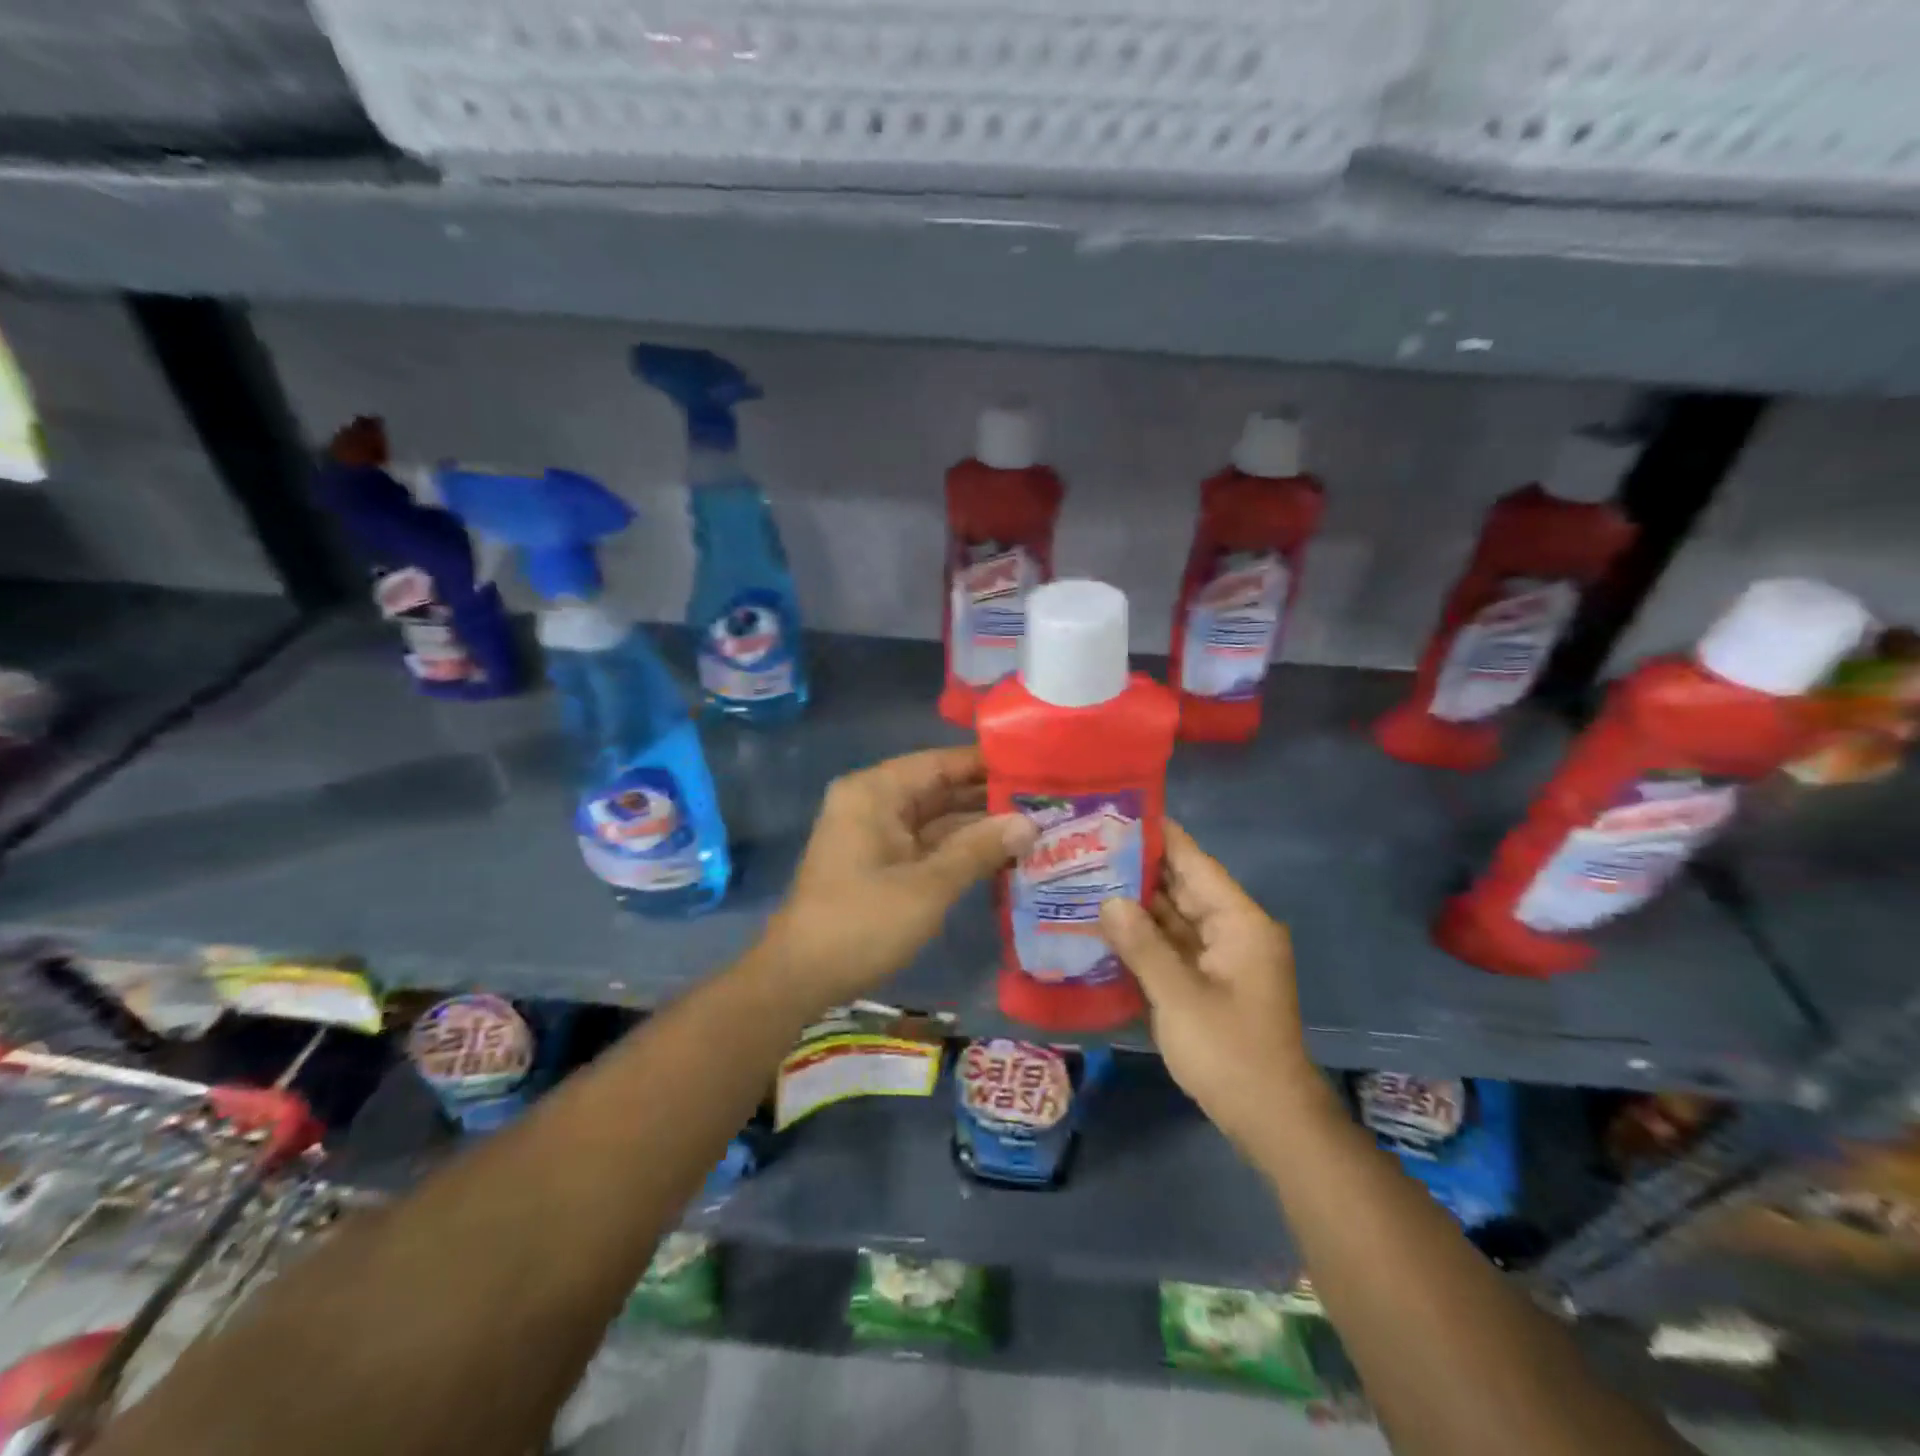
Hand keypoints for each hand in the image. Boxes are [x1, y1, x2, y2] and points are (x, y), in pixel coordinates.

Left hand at [767, 747, 1034, 1007]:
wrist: (799, 978)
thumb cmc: (861, 923)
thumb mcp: (928, 886)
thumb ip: (979, 850)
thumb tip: (1030, 824)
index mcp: (875, 792)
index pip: (939, 762)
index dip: (986, 764)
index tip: (1035, 765)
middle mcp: (874, 803)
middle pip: (939, 788)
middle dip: (988, 797)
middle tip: (1046, 799)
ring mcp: (876, 834)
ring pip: (936, 819)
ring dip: (978, 826)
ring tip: (1037, 825)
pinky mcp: (881, 863)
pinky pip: (927, 844)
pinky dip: (960, 849)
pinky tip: (1003, 854)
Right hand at [1098, 821, 1315, 1148]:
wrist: (1270, 1119)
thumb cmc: (1229, 1052)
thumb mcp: (1178, 996)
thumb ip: (1142, 944)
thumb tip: (1108, 900)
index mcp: (1239, 922)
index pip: (1195, 863)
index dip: (1160, 837)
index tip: (1119, 813)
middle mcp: (1234, 929)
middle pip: (1183, 886)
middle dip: (1138, 869)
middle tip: (1087, 847)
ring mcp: (1222, 956)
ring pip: (1175, 916)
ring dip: (1137, 903)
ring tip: (1087, 878)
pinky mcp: (1210, 979)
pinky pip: (1174, 944)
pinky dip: (1145, 935)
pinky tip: (1107, 924)